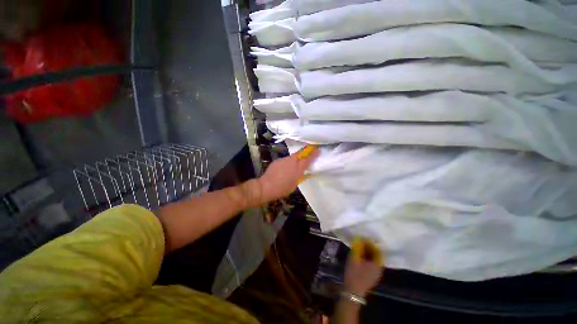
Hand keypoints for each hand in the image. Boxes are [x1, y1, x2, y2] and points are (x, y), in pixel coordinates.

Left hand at [257, 145, 318, 203]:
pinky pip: (284, 160)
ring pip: (292, 157)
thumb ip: (299, 177)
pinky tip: (283, 169)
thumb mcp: (294, 185)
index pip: (307, 159)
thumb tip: (302, 173)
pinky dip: (286, 163)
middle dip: (305, 151)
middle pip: (300, 153)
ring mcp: (283, 160)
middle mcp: (291, 162)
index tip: (318, 149)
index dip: (313, 154)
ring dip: (295, 159)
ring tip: (293, 165)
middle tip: (309, 149)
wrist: (266, 186)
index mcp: (298, 169)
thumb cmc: (282, 189)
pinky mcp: (277, 160)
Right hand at [343, 239, 383, 296]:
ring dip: (367, 253)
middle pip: (376, 255)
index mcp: (377, 264)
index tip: (362, 238)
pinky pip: (371, 265)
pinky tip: (359, 257)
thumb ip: (357, 247)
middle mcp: (379, 269)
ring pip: (373, 260)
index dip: (370, 243)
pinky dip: (366, 259)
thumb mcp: (354, 258)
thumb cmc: (354, 273)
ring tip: (358, 248)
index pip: (378, 250)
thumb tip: (359, 238)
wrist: (352, 292)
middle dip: (369, 247)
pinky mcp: (371, 277)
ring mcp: (376, 274)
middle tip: (359, 242)